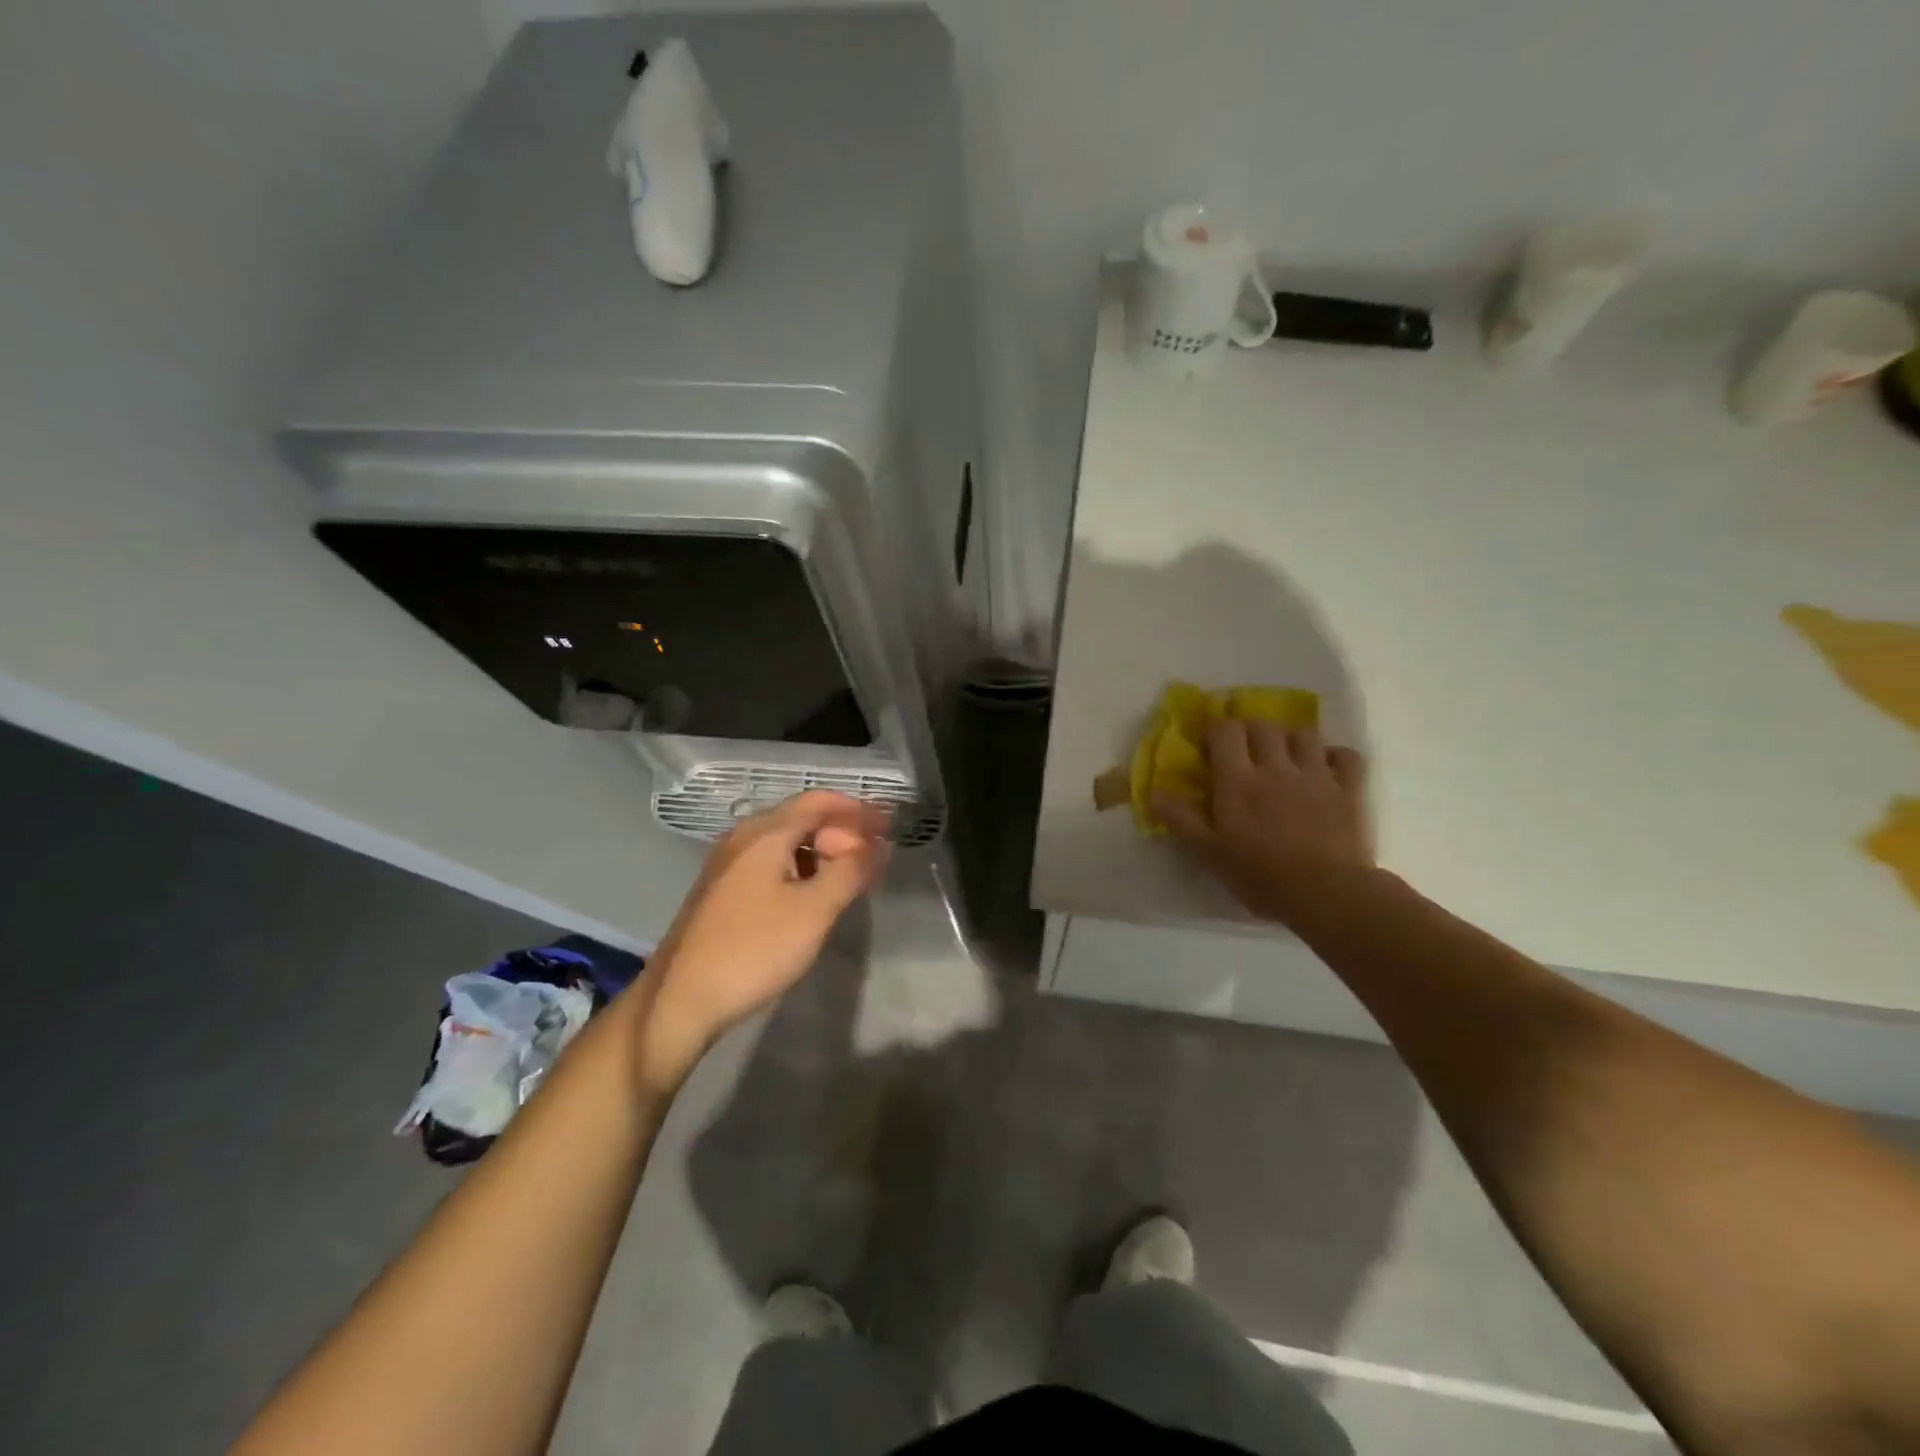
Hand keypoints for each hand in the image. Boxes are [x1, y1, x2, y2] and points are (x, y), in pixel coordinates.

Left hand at [628, 791, 891, 1087]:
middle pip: (802, 817)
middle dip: (843, 831)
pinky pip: (771, 861)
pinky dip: (801, 866)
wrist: (680, 999)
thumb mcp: (814, 910)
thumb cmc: (753, 949)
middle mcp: (743, 837)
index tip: (890, 828)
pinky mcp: (722, 889)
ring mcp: (728, 863)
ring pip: (786, 841)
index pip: (821, 801)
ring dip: (823, 850)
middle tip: (873, 860)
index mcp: (765, 833)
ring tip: (850, 877)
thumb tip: (878, 844)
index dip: (859, 810)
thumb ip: (851, 871)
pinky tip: (813, 894)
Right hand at [1152, 719, 1371, 926]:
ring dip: (1291, 737)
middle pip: (1264, 726)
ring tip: (1285, 754)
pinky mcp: (1348, 790)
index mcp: (1238, 780)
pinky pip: (1347, 756)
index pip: (1225, 731)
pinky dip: (1335, 755)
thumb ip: (1181, 820)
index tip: (1210, 747)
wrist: (1326, 893)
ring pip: (1304, 734)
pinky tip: (1326, 767)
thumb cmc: (1260, 875)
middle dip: (1251, 730)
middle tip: (1245, 749)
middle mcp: (1276, 767)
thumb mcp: (1209, 853)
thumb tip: (1152, 792)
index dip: (1216, 731)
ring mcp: (1316, 775)